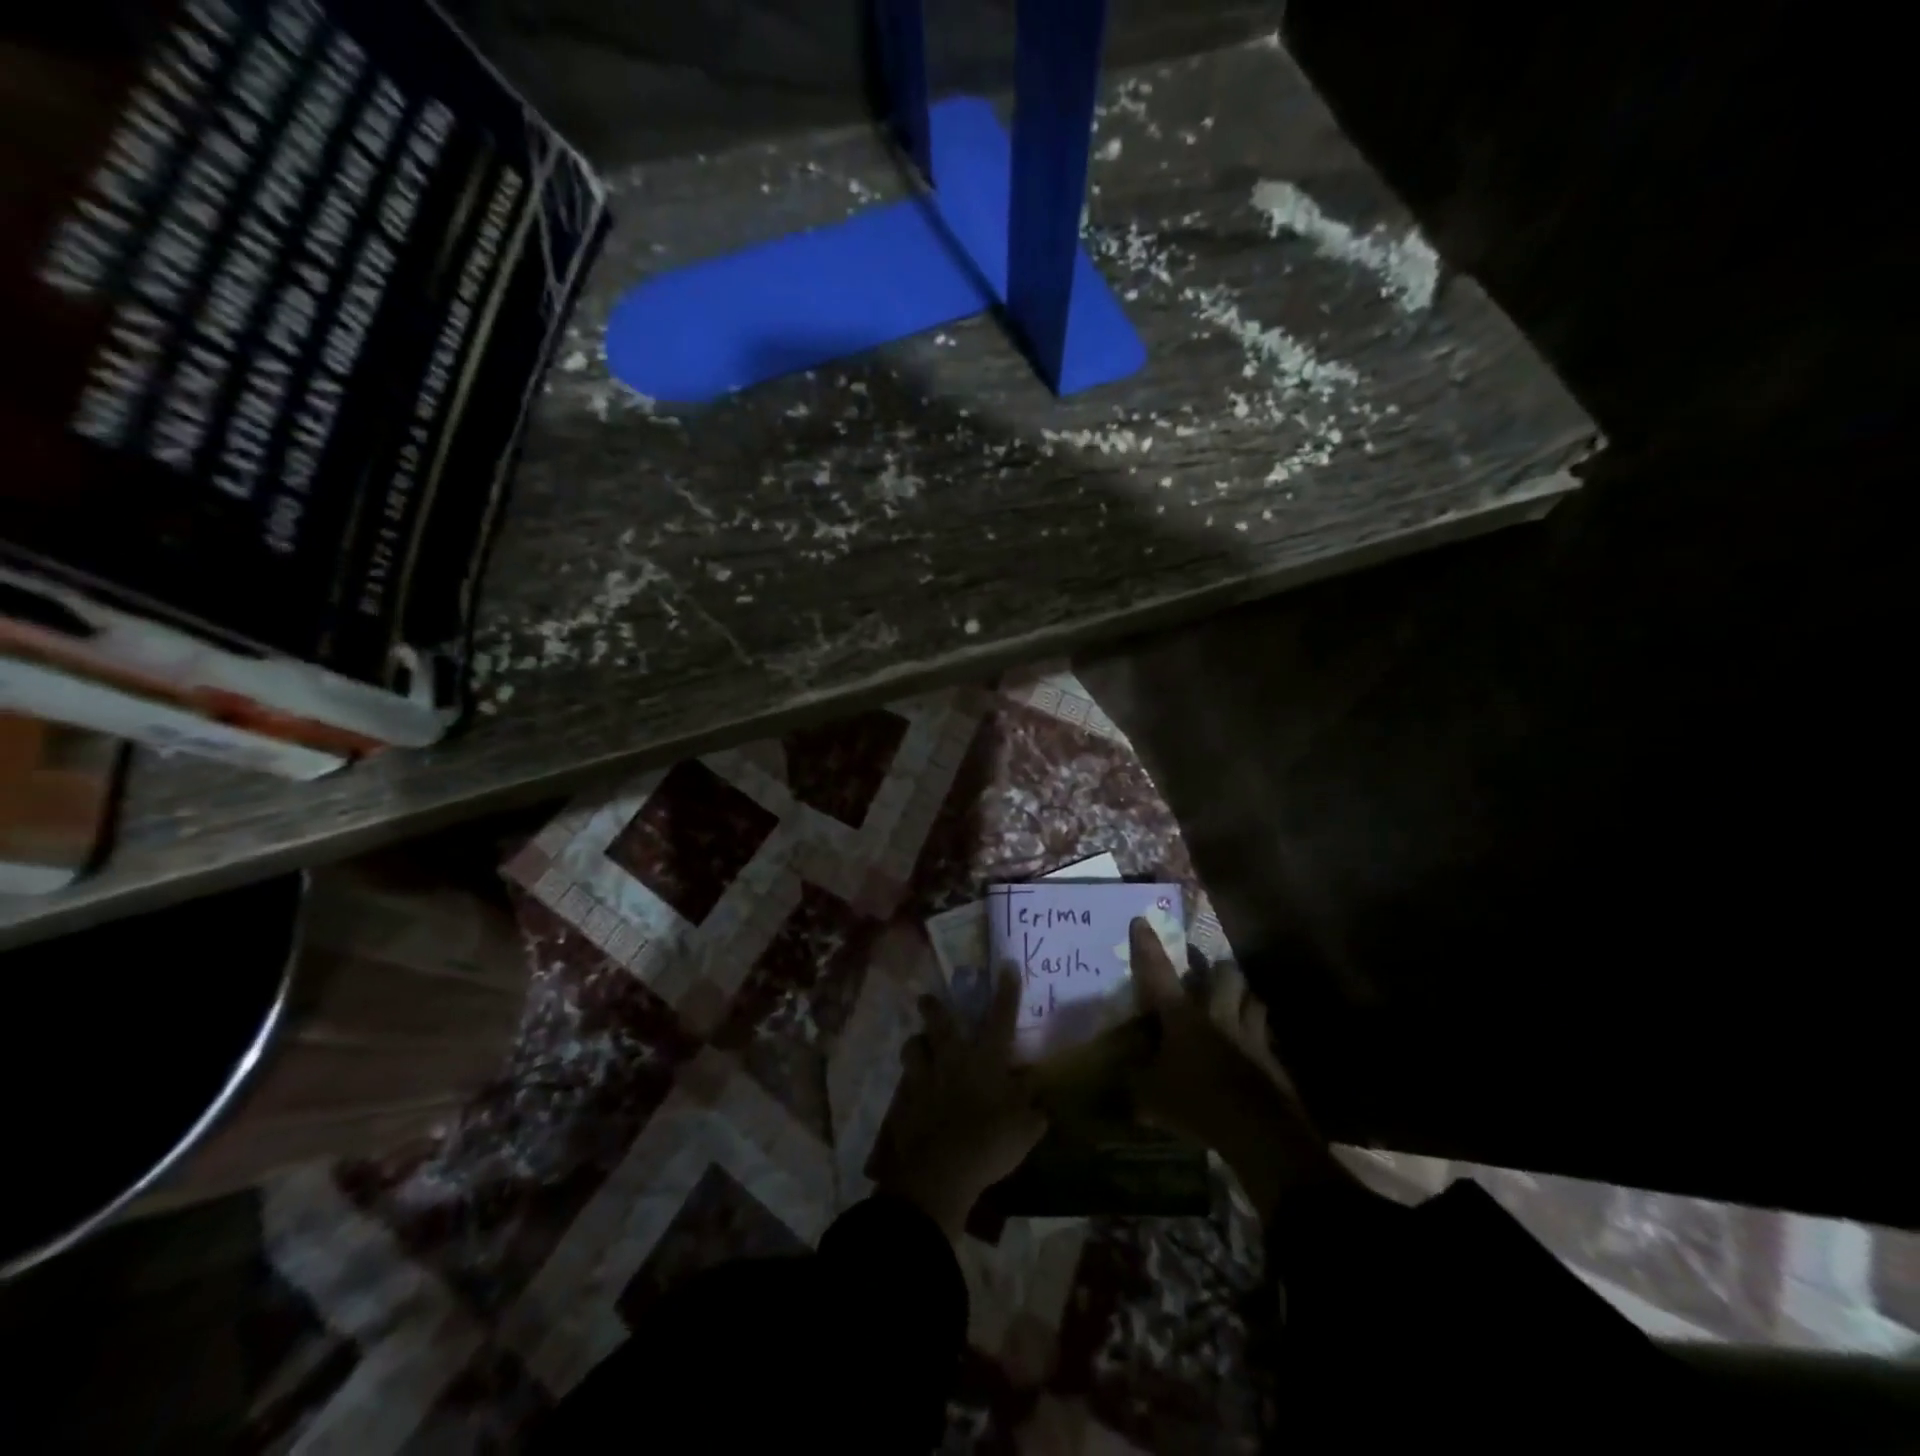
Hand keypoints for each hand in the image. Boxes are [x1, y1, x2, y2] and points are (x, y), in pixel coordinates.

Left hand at [871, 967, 1047, 1241]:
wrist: (940, 1171)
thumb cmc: (990, 1144)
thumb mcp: (1025, 1128)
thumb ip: (1032, 1107)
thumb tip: (1036, 1090)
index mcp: (986, 1060)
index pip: (1000, 1018)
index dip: (1006, 991)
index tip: (1006, 966)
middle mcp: (953, 1059)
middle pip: (939, 1022)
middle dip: (933, 1006)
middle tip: (927, 998)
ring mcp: (925, 1077)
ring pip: (913, 1046)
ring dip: (916, 1043)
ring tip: (917, 1044)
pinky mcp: (905, 1100)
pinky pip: (905, 1082)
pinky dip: (909, 1081)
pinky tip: (911, 1088)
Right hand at [1126, 917, 1348, 1220]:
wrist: (1259, 1132)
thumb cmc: (1197, 1104)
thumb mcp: (1150, 1099)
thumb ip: (1132, 1083)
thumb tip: (1114, 1080)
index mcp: (1182, 1016)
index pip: (1158, 972)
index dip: (1147, 946)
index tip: (1141, 921)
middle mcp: (1217, 1014)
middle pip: (1224, 973)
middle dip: (1216, 968)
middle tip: (1208, 974)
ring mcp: (1251, 1034)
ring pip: (1252, 998)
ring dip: (1243, 997)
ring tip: (1236, 1004)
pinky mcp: (1273, 1059)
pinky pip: (1266, 1036)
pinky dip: (1259, 1036)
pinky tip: (1253, 1047)